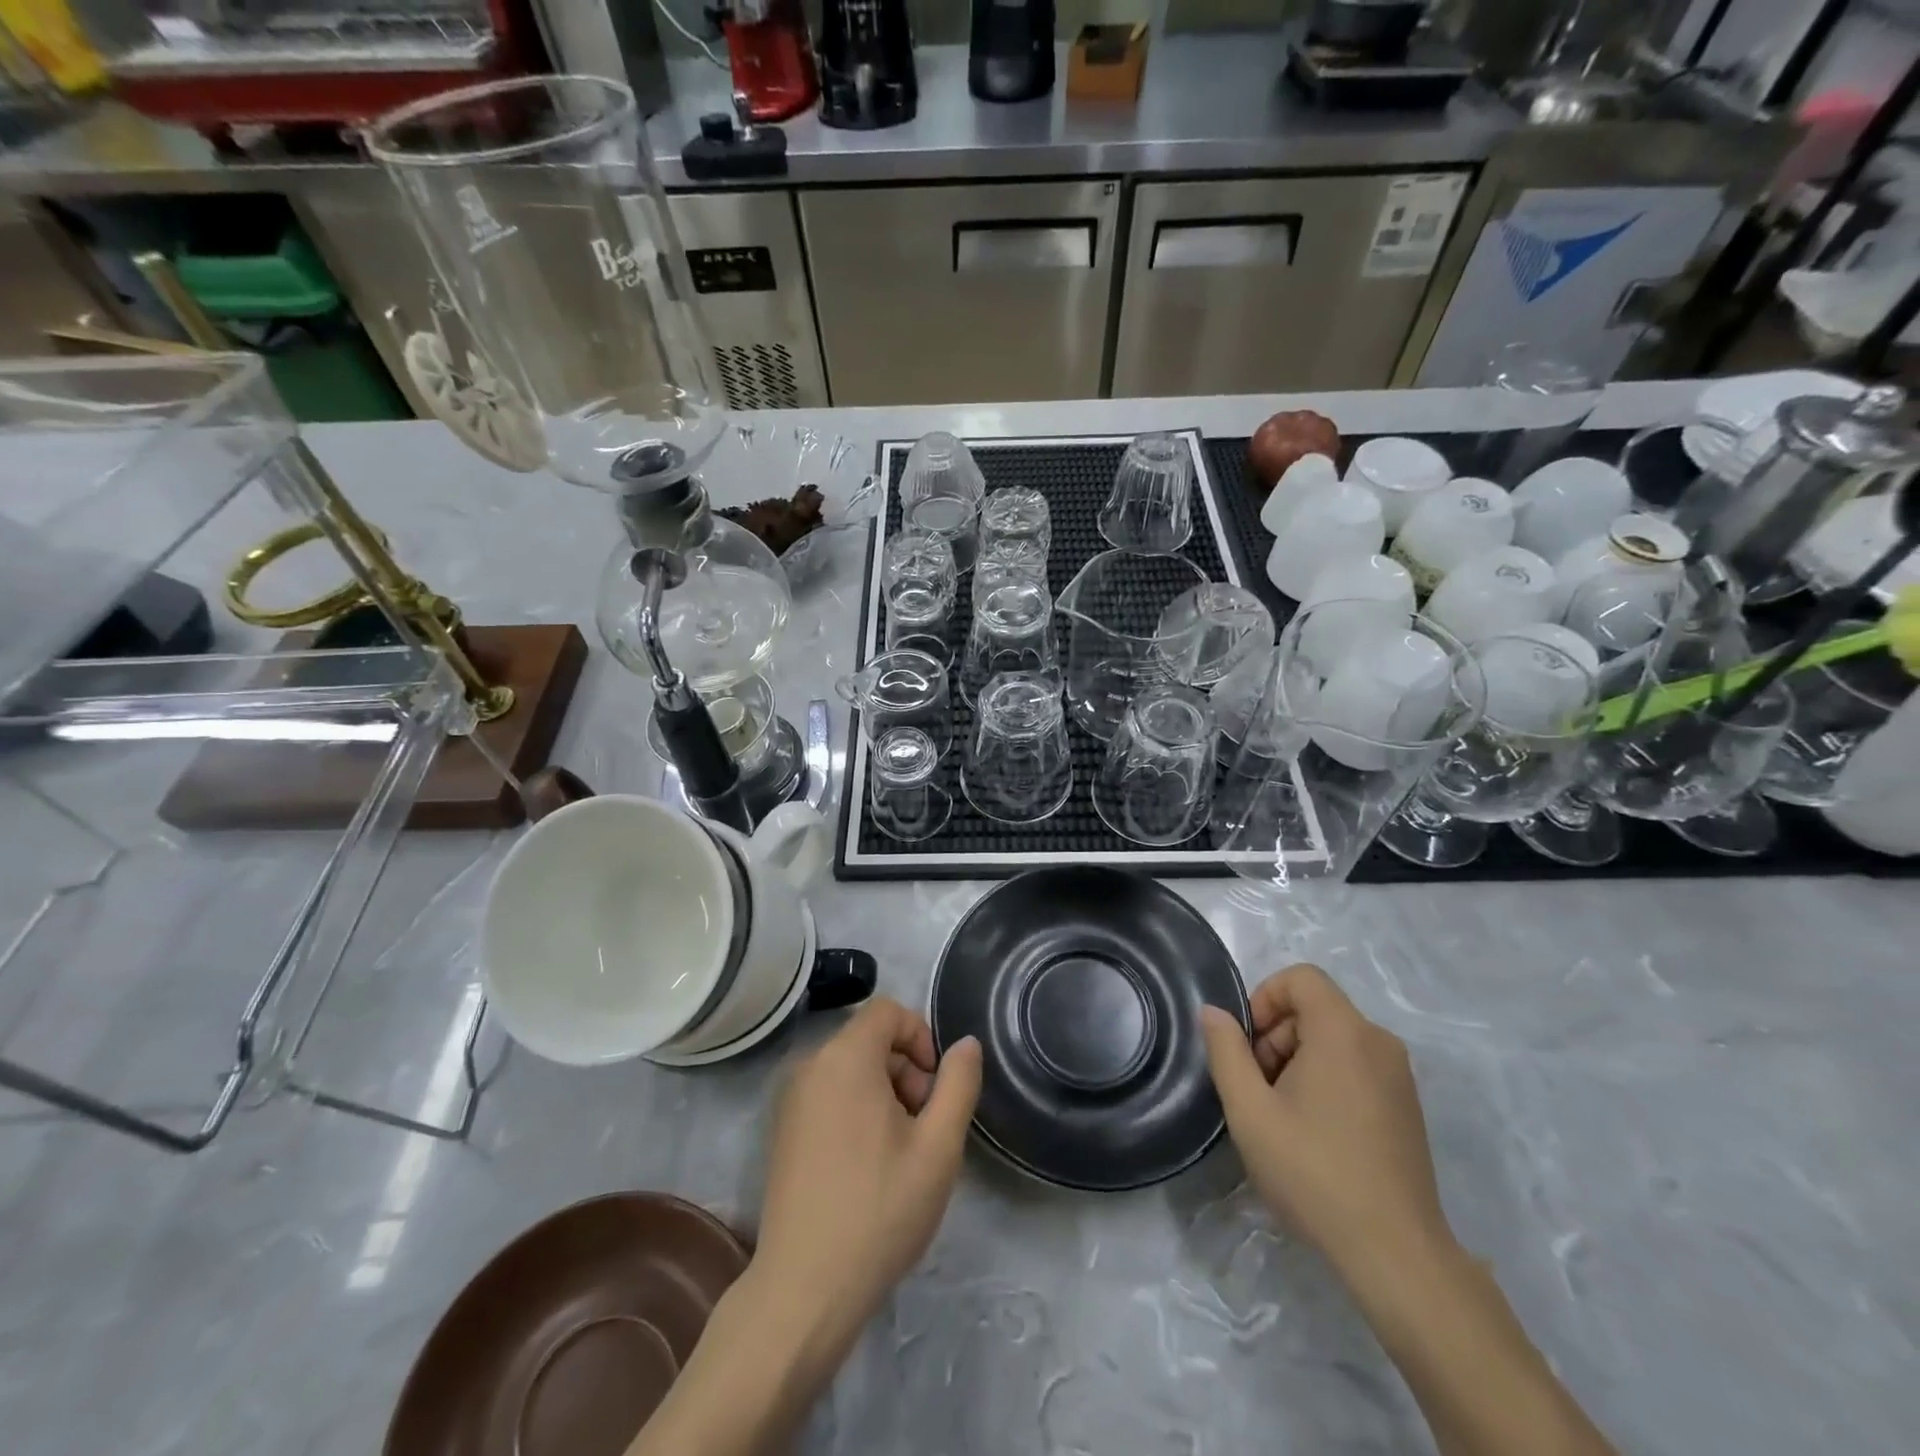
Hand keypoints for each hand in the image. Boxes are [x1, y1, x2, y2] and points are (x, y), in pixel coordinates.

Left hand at [754, 998, 982, 1349]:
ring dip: (883, 1091)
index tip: (934, 1088)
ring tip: (899, 1150)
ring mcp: (789, 1098)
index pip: (888, 1011)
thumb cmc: (879, 1210)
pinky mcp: (782, 1129)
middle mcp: (810, 1065)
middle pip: (869, 1038)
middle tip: (922, 1126)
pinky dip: (855, 1107)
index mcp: (845, 1057)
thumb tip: (966, 1044)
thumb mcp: (938, 1147)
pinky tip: (867, 1163)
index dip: (921, 1037)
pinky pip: (828, 1092)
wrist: (804, 1289)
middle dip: (905, 1069)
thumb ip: (958, 1084)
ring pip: (850, 1067)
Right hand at [1201, 965, 1450, 1279]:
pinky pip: (1356, 1065)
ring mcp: (1399, 1076)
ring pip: (1333, 1038)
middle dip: (1275, 1036)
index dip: (1264, 998)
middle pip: (1314, 1009)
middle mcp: (1378, 1042)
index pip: (1300, 978)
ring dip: (1297, 1060)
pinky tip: (1313, 1131)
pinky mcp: (1406, 1105)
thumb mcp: (1250, 1111)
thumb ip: (1226, 1052)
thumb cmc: (1314, 1172)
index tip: (1248, 1046)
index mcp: (1344, 1032)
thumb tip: (1213, 1012)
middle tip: (1258, 1088)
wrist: (1396, 1254)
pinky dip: (1325, 1078)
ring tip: (1281, 1115)